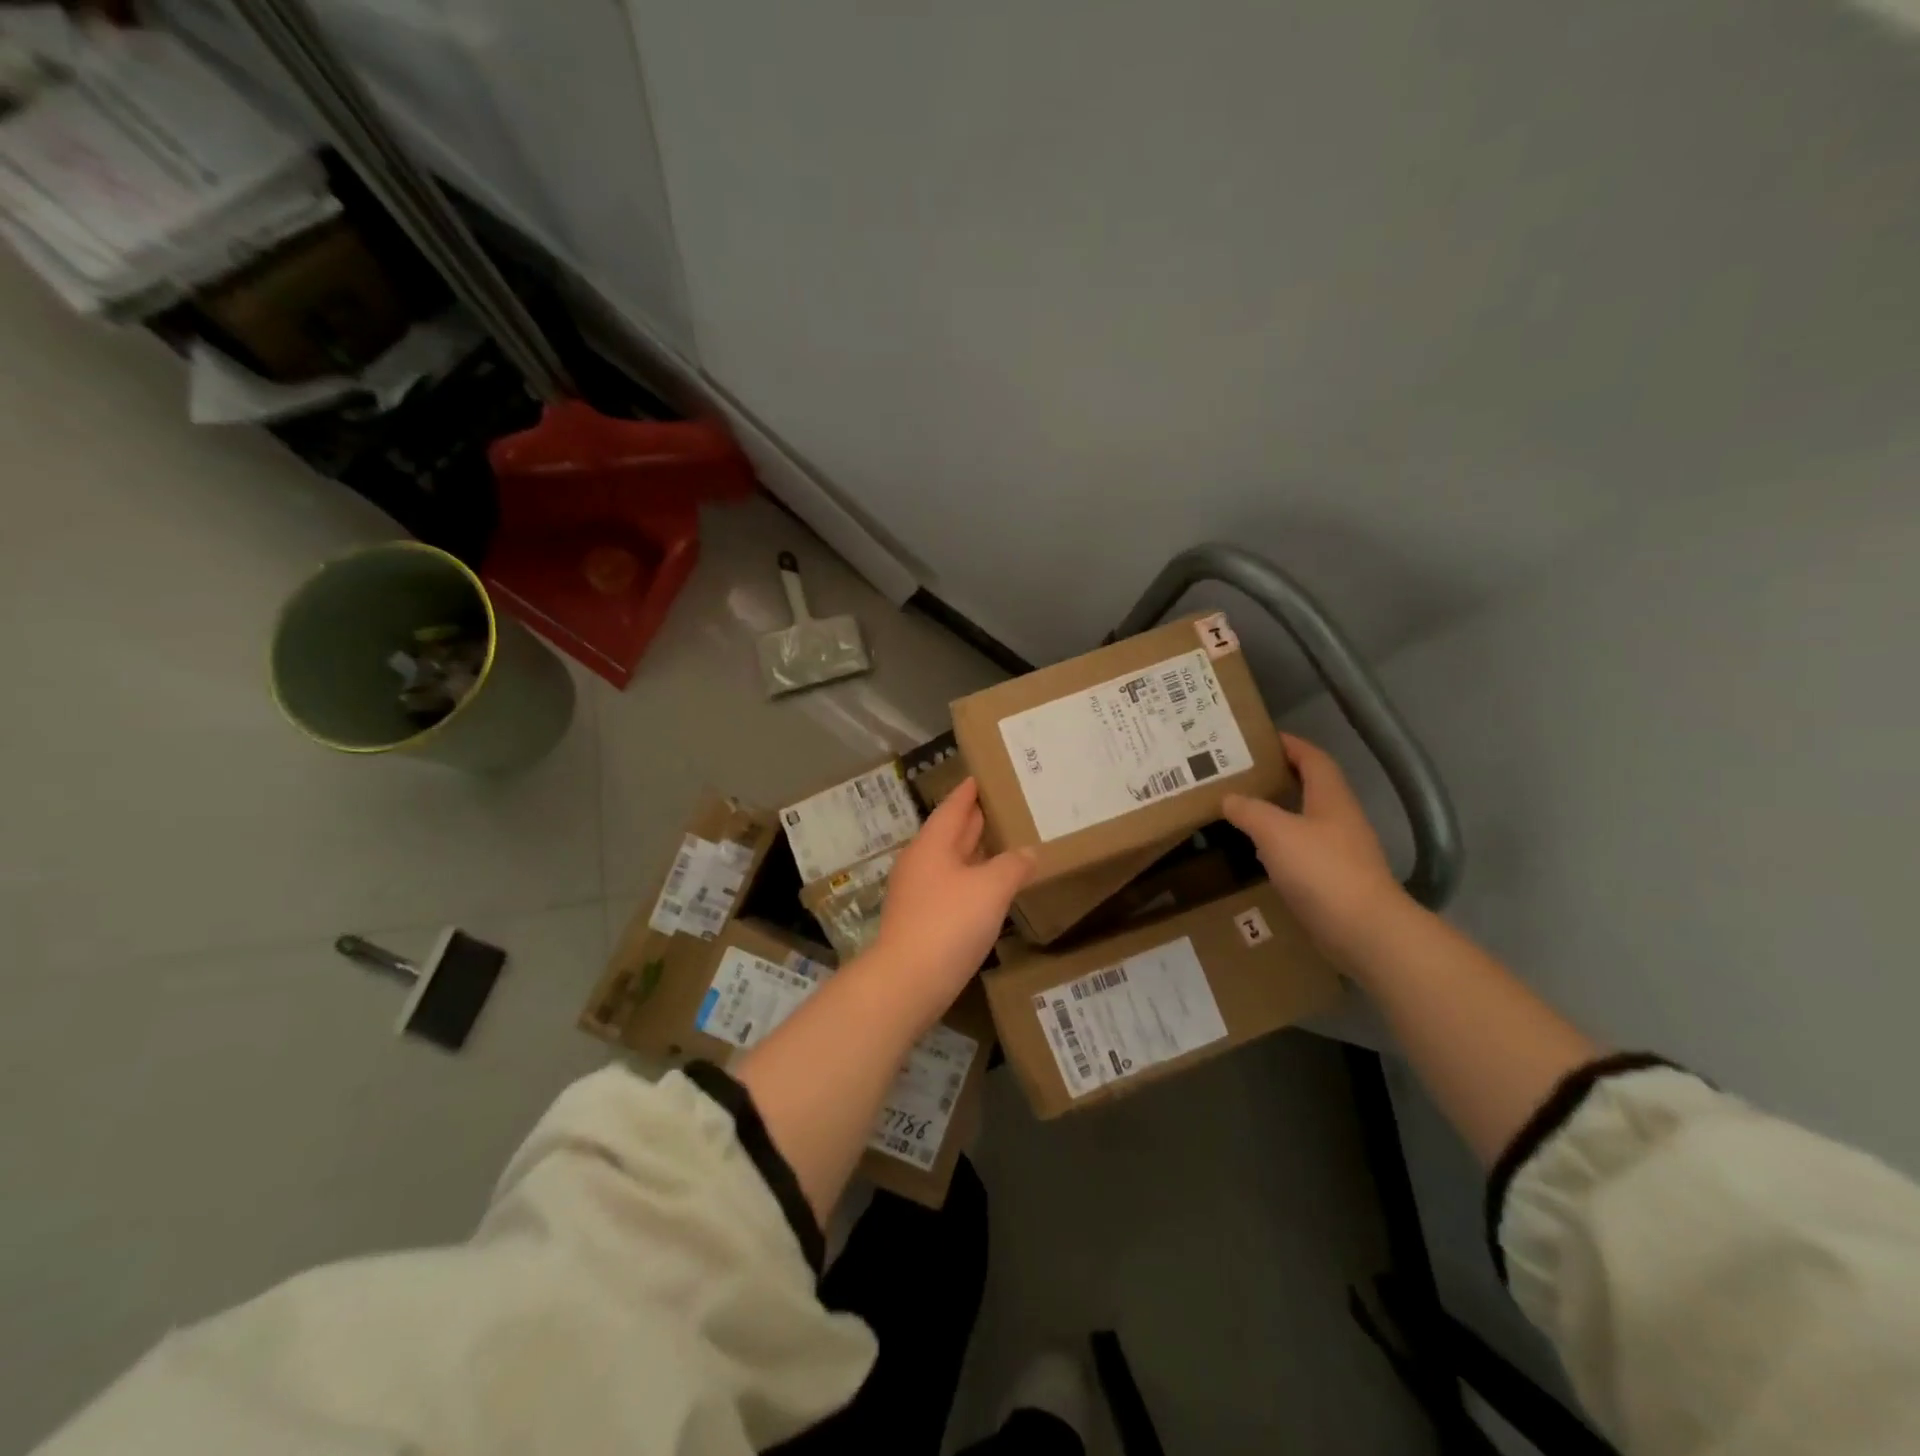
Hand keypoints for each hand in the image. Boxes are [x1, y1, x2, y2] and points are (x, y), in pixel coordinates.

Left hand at [872, 777, 1034, 1016]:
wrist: (907, 981)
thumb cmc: (949, 923)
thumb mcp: (990, 889)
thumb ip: (1012, 865)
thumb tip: (1027, 852)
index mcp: (932, 845)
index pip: (953, 807)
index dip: (969, 791)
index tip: (984, 775)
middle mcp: (920, 862)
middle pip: (950, 832)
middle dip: (975, 819)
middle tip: (1004, 805)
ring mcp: (917, 892)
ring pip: (951, 861)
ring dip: (975, 851)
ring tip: (1004, 842)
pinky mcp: (921, 919)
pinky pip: (951, 886)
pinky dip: (971, 878)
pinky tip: (989, 887)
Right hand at [1222, 733, 1404, 960]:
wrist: (1365, 930)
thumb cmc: (1322, 870)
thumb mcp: (1276, 832)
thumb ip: (1249, 810)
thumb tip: (1228, 797)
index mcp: (1331, 798)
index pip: (1313, 759)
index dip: (1291, 745)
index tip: (1262, 739)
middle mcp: (1340, 819)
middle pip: (1311, 788)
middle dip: (1280, 778)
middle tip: (1243, 775)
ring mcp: (1341, 851)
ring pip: (1305, 820)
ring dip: (1278, 812)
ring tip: (1243, 810)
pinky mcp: (1335, 880)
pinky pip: (1303, 851)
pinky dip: (1281, 845)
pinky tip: (1260, 853)